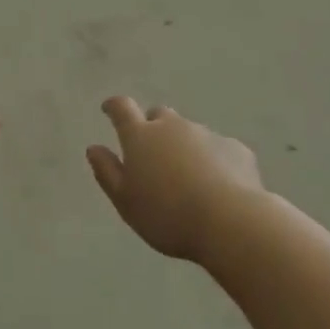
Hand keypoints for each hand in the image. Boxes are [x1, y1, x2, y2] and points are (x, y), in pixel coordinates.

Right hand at [87, 97, 262, 261]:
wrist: (231, 222)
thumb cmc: (167, 215)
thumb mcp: (126, 202)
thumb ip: (107, 172)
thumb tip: (93, 148)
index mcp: (141, 136)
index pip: (122, 108)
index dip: (113, 107)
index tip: (109, 110)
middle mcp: (172, 126)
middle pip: (159, 116)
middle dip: (153, 128)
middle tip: (152, 154)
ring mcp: (206, 134)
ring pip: (189, 132)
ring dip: (183, 146)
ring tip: (187, 177)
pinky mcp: (235, 148)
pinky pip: (218, 149)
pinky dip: (213, 160)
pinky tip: (218, 185)